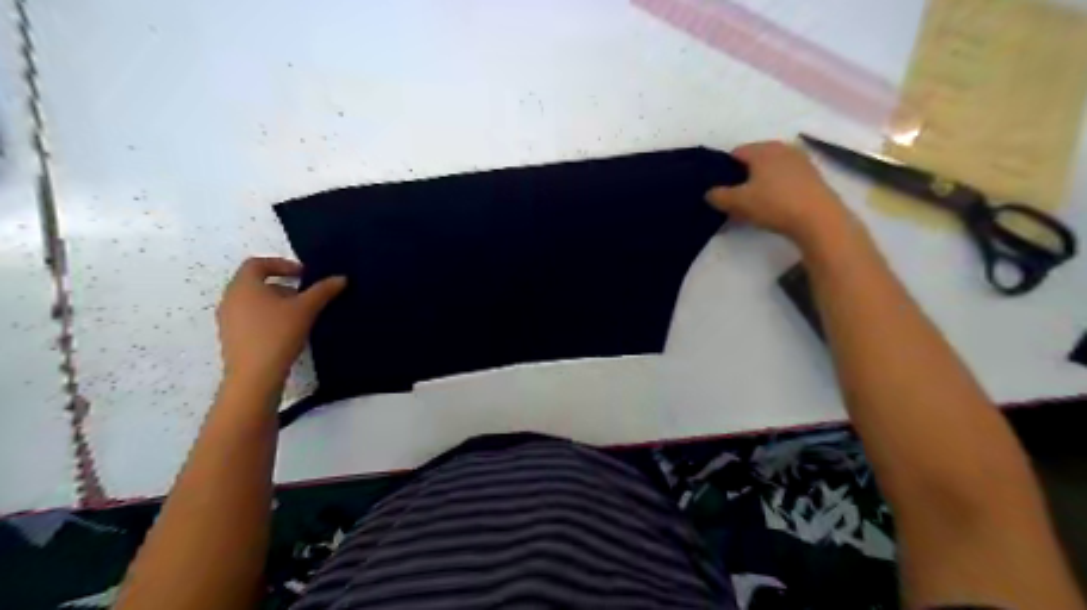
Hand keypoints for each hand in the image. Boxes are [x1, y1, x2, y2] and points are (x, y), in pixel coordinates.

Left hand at [214, 256, 343, 390]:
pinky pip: (250, 317)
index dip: (282, 264)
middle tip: (305, 295)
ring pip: (253, 301)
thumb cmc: (278, 334)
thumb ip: (323, 291)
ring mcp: (228, 319)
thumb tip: (342, 278)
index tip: (304, 275)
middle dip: (283, 285)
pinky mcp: (231, 337)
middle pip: (255, 282)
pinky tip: (286, 332)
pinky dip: (268, 317)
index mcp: (243, 286)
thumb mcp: (306, 309)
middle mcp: (230, 298)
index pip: (258, 263)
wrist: (254, 376)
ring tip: (299, 315)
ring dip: (276, 302)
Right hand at [705, 141, 857, 248]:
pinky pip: (786, 179)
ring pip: (771, 170)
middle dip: (743, 176)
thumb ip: (719, 196)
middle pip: (755, 160)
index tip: (720, 188)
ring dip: (760, 183)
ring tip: (754, 204)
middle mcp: (782, 148)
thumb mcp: (738, 203)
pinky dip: (777, 188)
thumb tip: (709, 192)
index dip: (724, 169)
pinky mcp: (813, 176)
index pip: (736, 153)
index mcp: (763, 149)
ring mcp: (801, 161)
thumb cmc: (774, 204)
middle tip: (735, 198)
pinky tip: (774, 206)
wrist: (819, 219)